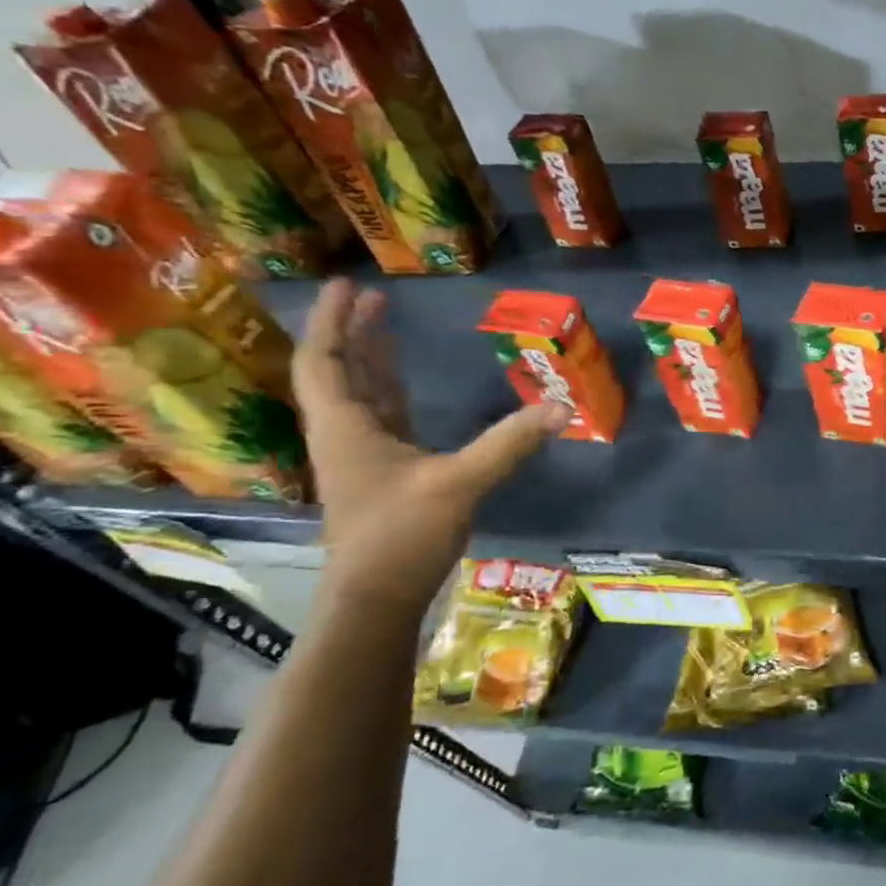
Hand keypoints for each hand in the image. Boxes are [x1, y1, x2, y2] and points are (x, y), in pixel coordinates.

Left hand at [292, 280, 569, 614]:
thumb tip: (561, 406)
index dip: (330, 321)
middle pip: (339, 372)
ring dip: (369, 359)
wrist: (376, 601)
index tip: (344, 284)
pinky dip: (391, 392)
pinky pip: (384, 419)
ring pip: (360, 395)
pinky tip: (409, 386)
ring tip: (384, 324)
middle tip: (372, 296)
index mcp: (346, 428)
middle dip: (352, 333)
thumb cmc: (401, 536)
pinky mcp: (386, 475)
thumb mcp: (459, 483)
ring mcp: (365, 457)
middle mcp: (347, 436)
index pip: (324, 362)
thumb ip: (509, 443)